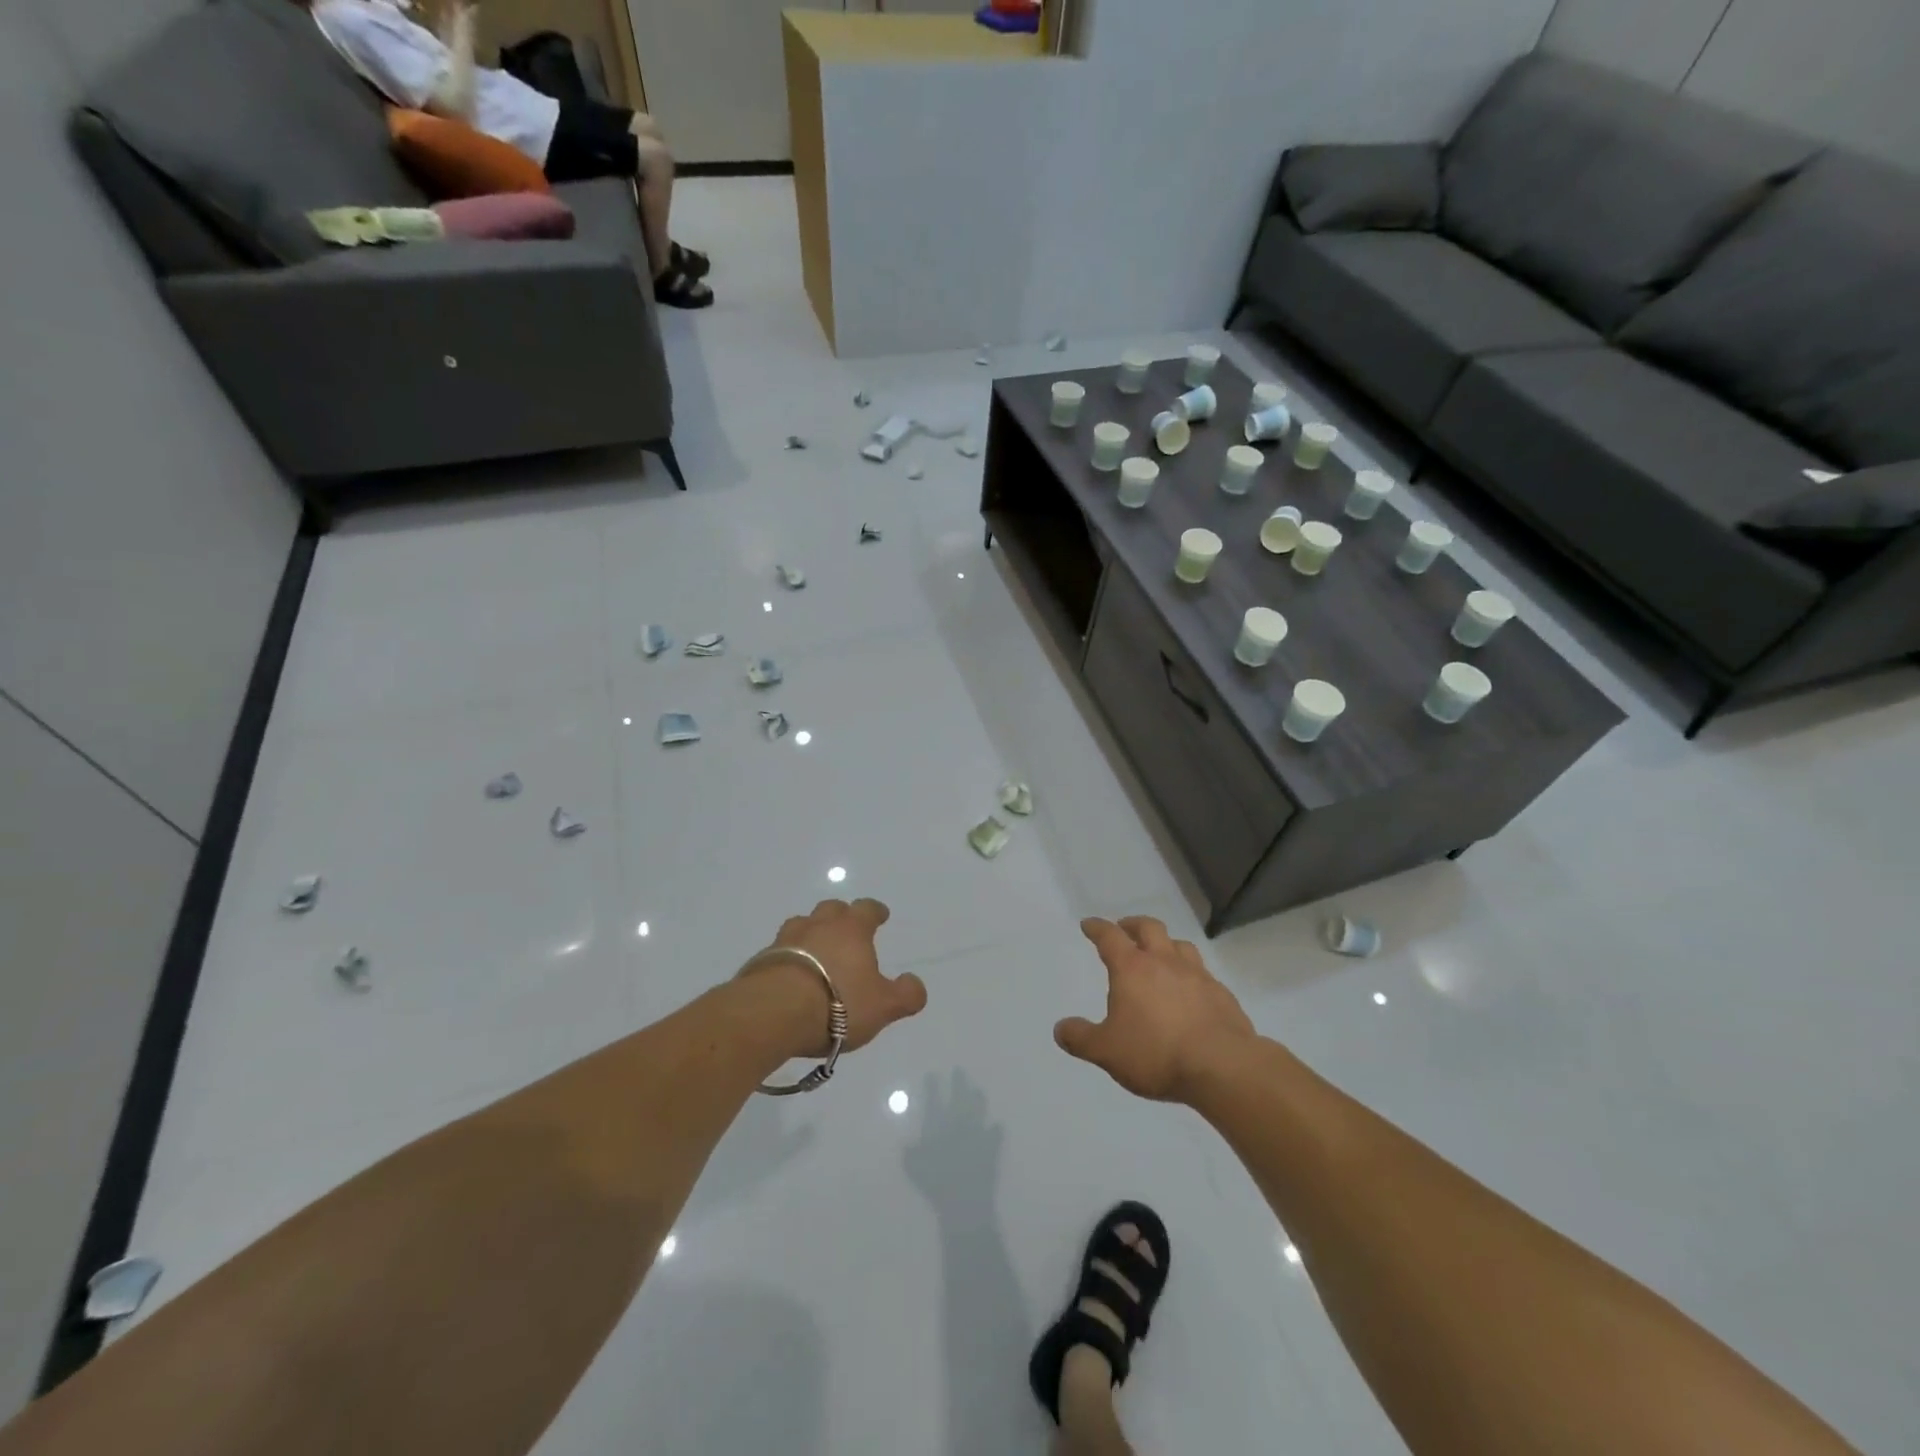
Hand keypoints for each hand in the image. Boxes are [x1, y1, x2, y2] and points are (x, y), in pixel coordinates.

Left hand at [746, 899, 927, 1055]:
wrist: (772, 1013)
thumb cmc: (837, 1004)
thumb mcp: (883, 1006)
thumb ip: (905, 995)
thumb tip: (916, 985)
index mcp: (851, 929)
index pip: (867, 909)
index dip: (876, 911)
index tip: (881, 915)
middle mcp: (818, 925)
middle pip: (831, 909)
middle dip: (840, 916)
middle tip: (846, 931)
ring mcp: (785, 940)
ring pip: (801, 926)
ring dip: (810, 934)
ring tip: (816, 953)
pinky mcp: (760, 961)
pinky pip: (779, 951)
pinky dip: (788, 958)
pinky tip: (791, 977)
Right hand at [1055, 916, 1256, 1102]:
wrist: (1222, 1067)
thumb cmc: (1156, 1053)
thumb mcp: (1107, 1051)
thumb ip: (1081, 1038)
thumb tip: (1060, 1028)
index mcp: (1132, 969)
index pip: (1110, 937)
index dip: (1097, 928)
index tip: (1089, 924)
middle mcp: (1164, 962)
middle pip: (1149, 928)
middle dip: (1133, 925)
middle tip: (1125, 929)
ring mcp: (1197, 975)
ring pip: (1180, 945)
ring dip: (1165, 944)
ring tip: (1159, 954)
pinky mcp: (1221, 994)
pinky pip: (1203, 973)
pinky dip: (1190, 974)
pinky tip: (1190, 991)